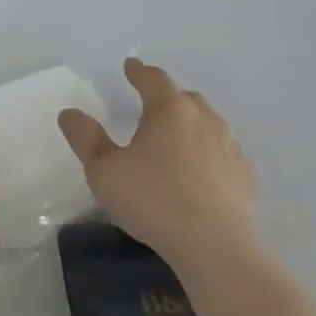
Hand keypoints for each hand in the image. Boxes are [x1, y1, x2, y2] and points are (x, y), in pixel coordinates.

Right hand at [58, 57, 260, 271]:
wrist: (218, 249)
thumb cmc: (154, 201)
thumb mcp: (105, 171)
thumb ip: (85, 138)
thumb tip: (69, 113)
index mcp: (168, 108)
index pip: (152, 78)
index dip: (138, 71)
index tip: (130, 66)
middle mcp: (202, 117)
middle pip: (183, 97)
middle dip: (166, 98)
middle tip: (151, 108)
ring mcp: (228, 145)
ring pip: (206, 123)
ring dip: (190, 125)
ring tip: (175, 141)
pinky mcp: (245, 175)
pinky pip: (223, 153)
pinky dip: (209, 154)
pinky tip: (201, 174)